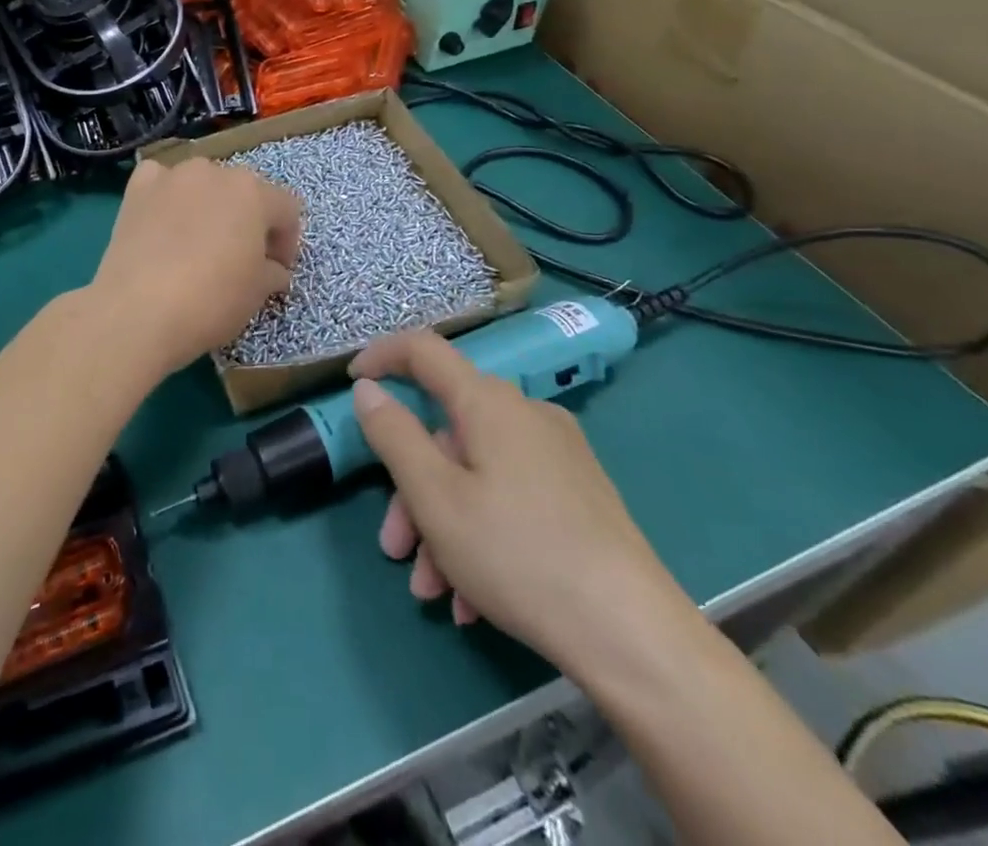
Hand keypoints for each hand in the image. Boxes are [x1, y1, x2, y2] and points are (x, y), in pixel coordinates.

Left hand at [88, 157, 301, 379]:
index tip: (277, 271)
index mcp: (253, 192)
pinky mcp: (137, 189)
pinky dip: (166, 197)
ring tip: (198, 243)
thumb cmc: (211, 300)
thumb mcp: (258, 293)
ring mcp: (172, 176)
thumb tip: (273, 270)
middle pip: (243, 192)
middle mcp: (214, 172)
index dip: (287, 242)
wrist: (138, 310)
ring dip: (209, 207)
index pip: (286, 209)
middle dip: (248, 221)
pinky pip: (160, 182)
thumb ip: (274, 272)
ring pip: (203, 184)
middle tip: (241, 258)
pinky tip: (163, 223)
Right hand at [348, 330, 686, 669]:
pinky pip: (509, 497)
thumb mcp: (436, 497)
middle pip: (446, 431)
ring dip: (441, 524)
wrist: (635, 637)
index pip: (424, 350)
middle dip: (411, 488)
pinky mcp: (577, 495)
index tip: (352, 382)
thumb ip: (393, 435)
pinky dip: (479, 534)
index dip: (382, 356)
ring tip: (434, 591)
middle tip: (394, 547)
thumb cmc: (519, 554)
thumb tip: (368, 389)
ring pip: (475, 472)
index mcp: (489, 403)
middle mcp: (524, 415)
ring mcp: (556, 456)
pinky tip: (472, 597)